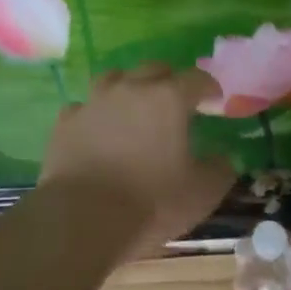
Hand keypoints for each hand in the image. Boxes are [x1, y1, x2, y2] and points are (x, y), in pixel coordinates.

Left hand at [41, 63, 235, 259]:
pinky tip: (99, 130)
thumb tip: (224, 157)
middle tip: (176, 102)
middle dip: (170, 80)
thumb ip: (220, 169)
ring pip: (115, 79)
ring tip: (135, 108)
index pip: (196, 78)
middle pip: (154, 69)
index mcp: (169, 99)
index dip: (209, 88)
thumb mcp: (202, 193)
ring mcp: (94, 102)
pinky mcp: (66, 121)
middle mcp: (131, 88)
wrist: (82, 220)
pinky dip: (97, 114)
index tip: (214, 102)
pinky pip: (85, 107)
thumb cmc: (150, 203)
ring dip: (130, 88)